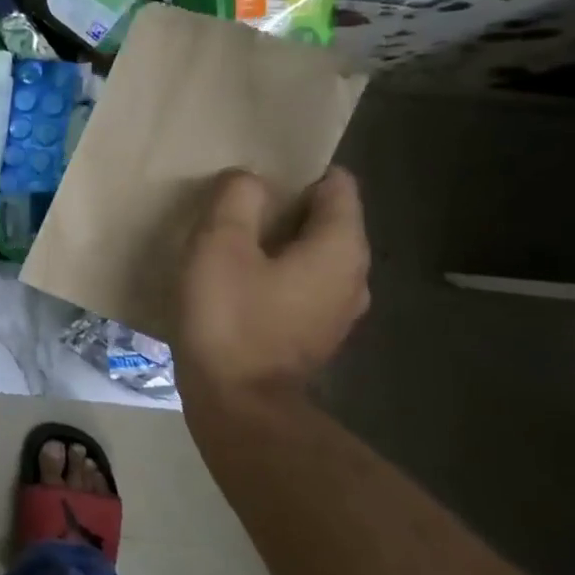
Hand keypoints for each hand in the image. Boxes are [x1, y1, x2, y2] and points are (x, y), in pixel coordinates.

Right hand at [173, 167, 369, 404]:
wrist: (237, 404)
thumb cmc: (231, 318)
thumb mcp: (221, 245)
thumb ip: (237, 200)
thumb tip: (249, 181)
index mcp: (340, 247)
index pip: (337, 184)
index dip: (298, 169)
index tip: (255, 171)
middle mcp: (352, 277)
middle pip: (322, 220)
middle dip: (281, 206)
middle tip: (232, 204)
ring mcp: (336, 312)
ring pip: (308, 256)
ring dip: (274, 244)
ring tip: (229, 241)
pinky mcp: (312, 337)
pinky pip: (298, 287)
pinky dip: (273, 275)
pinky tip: (234, 282)